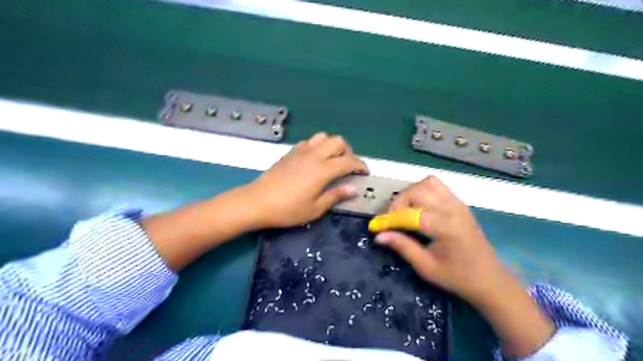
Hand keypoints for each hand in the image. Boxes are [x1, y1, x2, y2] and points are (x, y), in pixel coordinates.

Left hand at [247, 133, 366, 228]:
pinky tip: (314, 160)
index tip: (364, 172)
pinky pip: (310, 141)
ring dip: (333, 146)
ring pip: (324, 137)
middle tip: (347, 167)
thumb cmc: (288, 209)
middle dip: (348, 152)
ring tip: (332, 160)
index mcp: (323, 170)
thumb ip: (335, 196)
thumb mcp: (315, 209)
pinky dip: (318, 146)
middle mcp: (314, 155)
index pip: (349, 161)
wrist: (257, 201)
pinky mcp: (291, 152)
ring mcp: (301, 151)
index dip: (360, 165)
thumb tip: (353, 189)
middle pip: (338, 141)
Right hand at [375, 176, 504, 302]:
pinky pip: (437, 186)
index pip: (409, 214)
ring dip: (411, 193)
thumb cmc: (457, 277)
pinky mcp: (459, 203)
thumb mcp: (426, 267)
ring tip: (406, 211)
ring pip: (427, 183)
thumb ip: (402, 247)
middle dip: (399, 203)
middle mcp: (452, 209)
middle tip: (393, 221)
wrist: (489, 279)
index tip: (376, 227)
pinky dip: (423, 190)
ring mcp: (457, 203)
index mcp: (445, 227)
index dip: (389, 220)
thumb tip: (379, 236)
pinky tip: (420, 207)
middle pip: (417, 191)